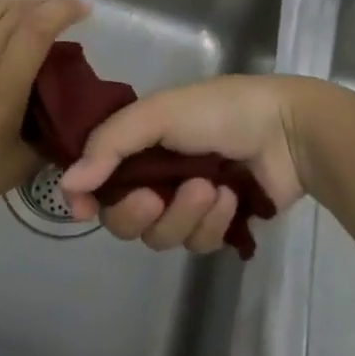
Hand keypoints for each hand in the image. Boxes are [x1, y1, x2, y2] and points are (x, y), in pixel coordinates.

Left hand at [0, 0, 88, 236]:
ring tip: (32, 8)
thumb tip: (66, 120)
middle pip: (18, 11)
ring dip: (16, 1)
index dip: (65, 9)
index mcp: (4, 83)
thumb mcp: (16, 168)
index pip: (40, 27)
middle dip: (47, 4)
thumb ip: (47, 138)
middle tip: (64, 13)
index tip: (84, 11)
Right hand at [57, 74, 326, 252]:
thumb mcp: (158, 114)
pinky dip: (214, 222)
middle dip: (137, 212)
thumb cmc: (219, 111)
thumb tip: (68, 184)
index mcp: (139, 141)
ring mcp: (187, 202)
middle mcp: (156, 173)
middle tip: (157, 197)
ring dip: (184, 215)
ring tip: (211, 188)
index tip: (83, 207)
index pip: (97, 177)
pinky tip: (232, 196)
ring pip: (161, 237)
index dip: (86, 195)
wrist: (287, 131)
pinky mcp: (218, 225)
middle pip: (123, 218)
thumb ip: (110, 145)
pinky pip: (198, 244)